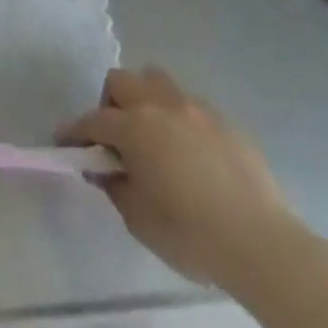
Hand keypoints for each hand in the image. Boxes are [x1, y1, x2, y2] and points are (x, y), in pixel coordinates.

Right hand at [59, 67, 301, 290]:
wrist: (263, 245)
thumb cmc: (191, 235)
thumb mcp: (138, 218)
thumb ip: (115, 185)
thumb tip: (105, 169)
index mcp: (134, 127)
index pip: (92, 121)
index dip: (74, 131)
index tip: (64, 142)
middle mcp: (161, 107)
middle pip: (122, 81)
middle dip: (110, 103)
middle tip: (115, 138)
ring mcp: (196, 111)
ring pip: (158, 82)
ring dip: (145, 100)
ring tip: (152, 135)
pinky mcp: (226, 124)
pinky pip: (191, 107)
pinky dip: (179, 120)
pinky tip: (190, 154)